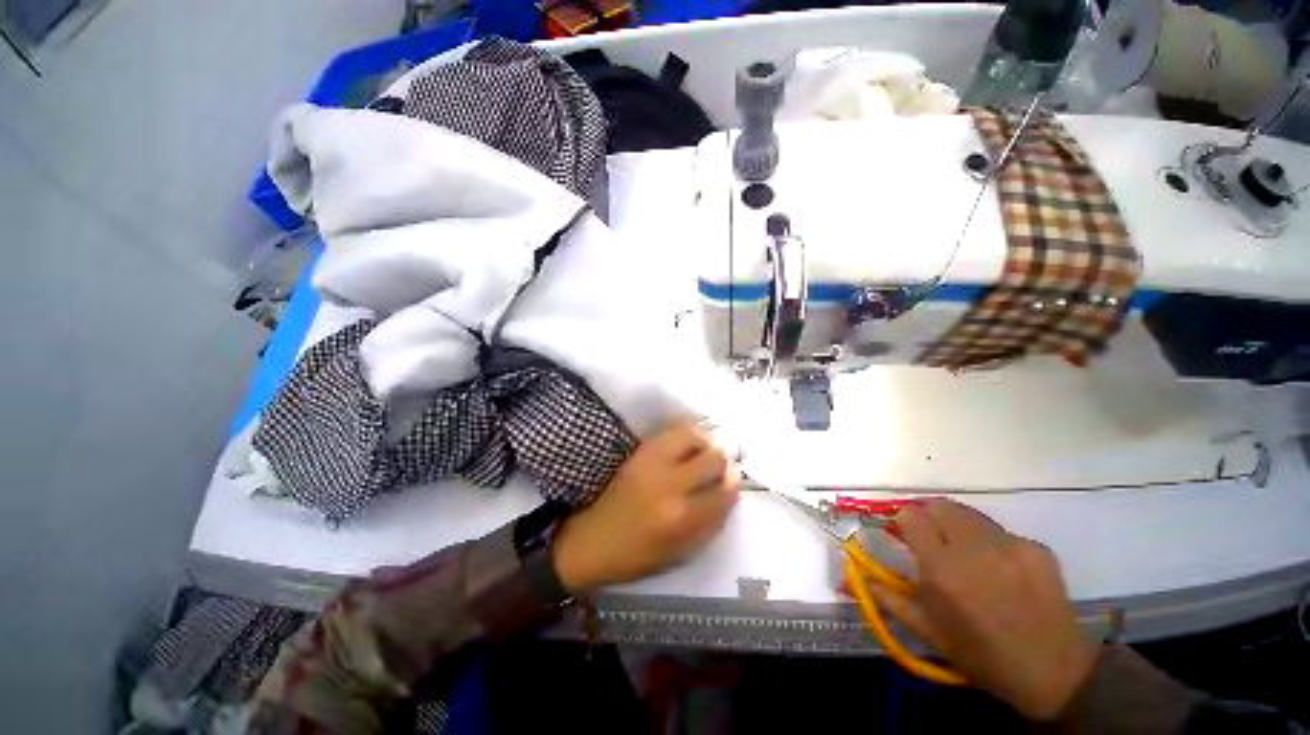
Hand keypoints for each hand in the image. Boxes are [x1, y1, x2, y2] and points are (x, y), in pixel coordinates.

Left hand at [552, 419, 740, 592]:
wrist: (594, 540)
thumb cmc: (638, 556)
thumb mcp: (680, 553)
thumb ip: (710, 524)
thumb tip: (731, 494)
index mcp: (683, 517)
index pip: (724, 491)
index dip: (733, 484)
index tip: (732, 481)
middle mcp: (671, 484)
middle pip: (713, 458)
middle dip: (722, 461)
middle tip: (720, 466)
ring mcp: (653, 462)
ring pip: (694, 436)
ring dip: (705, 442)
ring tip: (703, 451)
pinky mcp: (640, 452)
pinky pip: (671, 430)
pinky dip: (685, 432)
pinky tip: (687, 442)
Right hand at [872, 500, 1098, 720]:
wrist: (1056, 673)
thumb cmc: (982, 656)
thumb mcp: (928, 632)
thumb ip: (888, 596)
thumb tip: (851, 575)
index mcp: (942, 570)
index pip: (910, 516)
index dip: (904, 524)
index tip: (906, 537)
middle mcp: (974, 548)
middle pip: (939, 505)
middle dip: (929, 517)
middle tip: (934, 542)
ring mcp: (1010, 545)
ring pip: (969, 514)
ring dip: (958, 527)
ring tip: (968, 556)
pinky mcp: (1036, 547)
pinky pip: (1000, 532)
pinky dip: (991, 543)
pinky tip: (1002, 571)